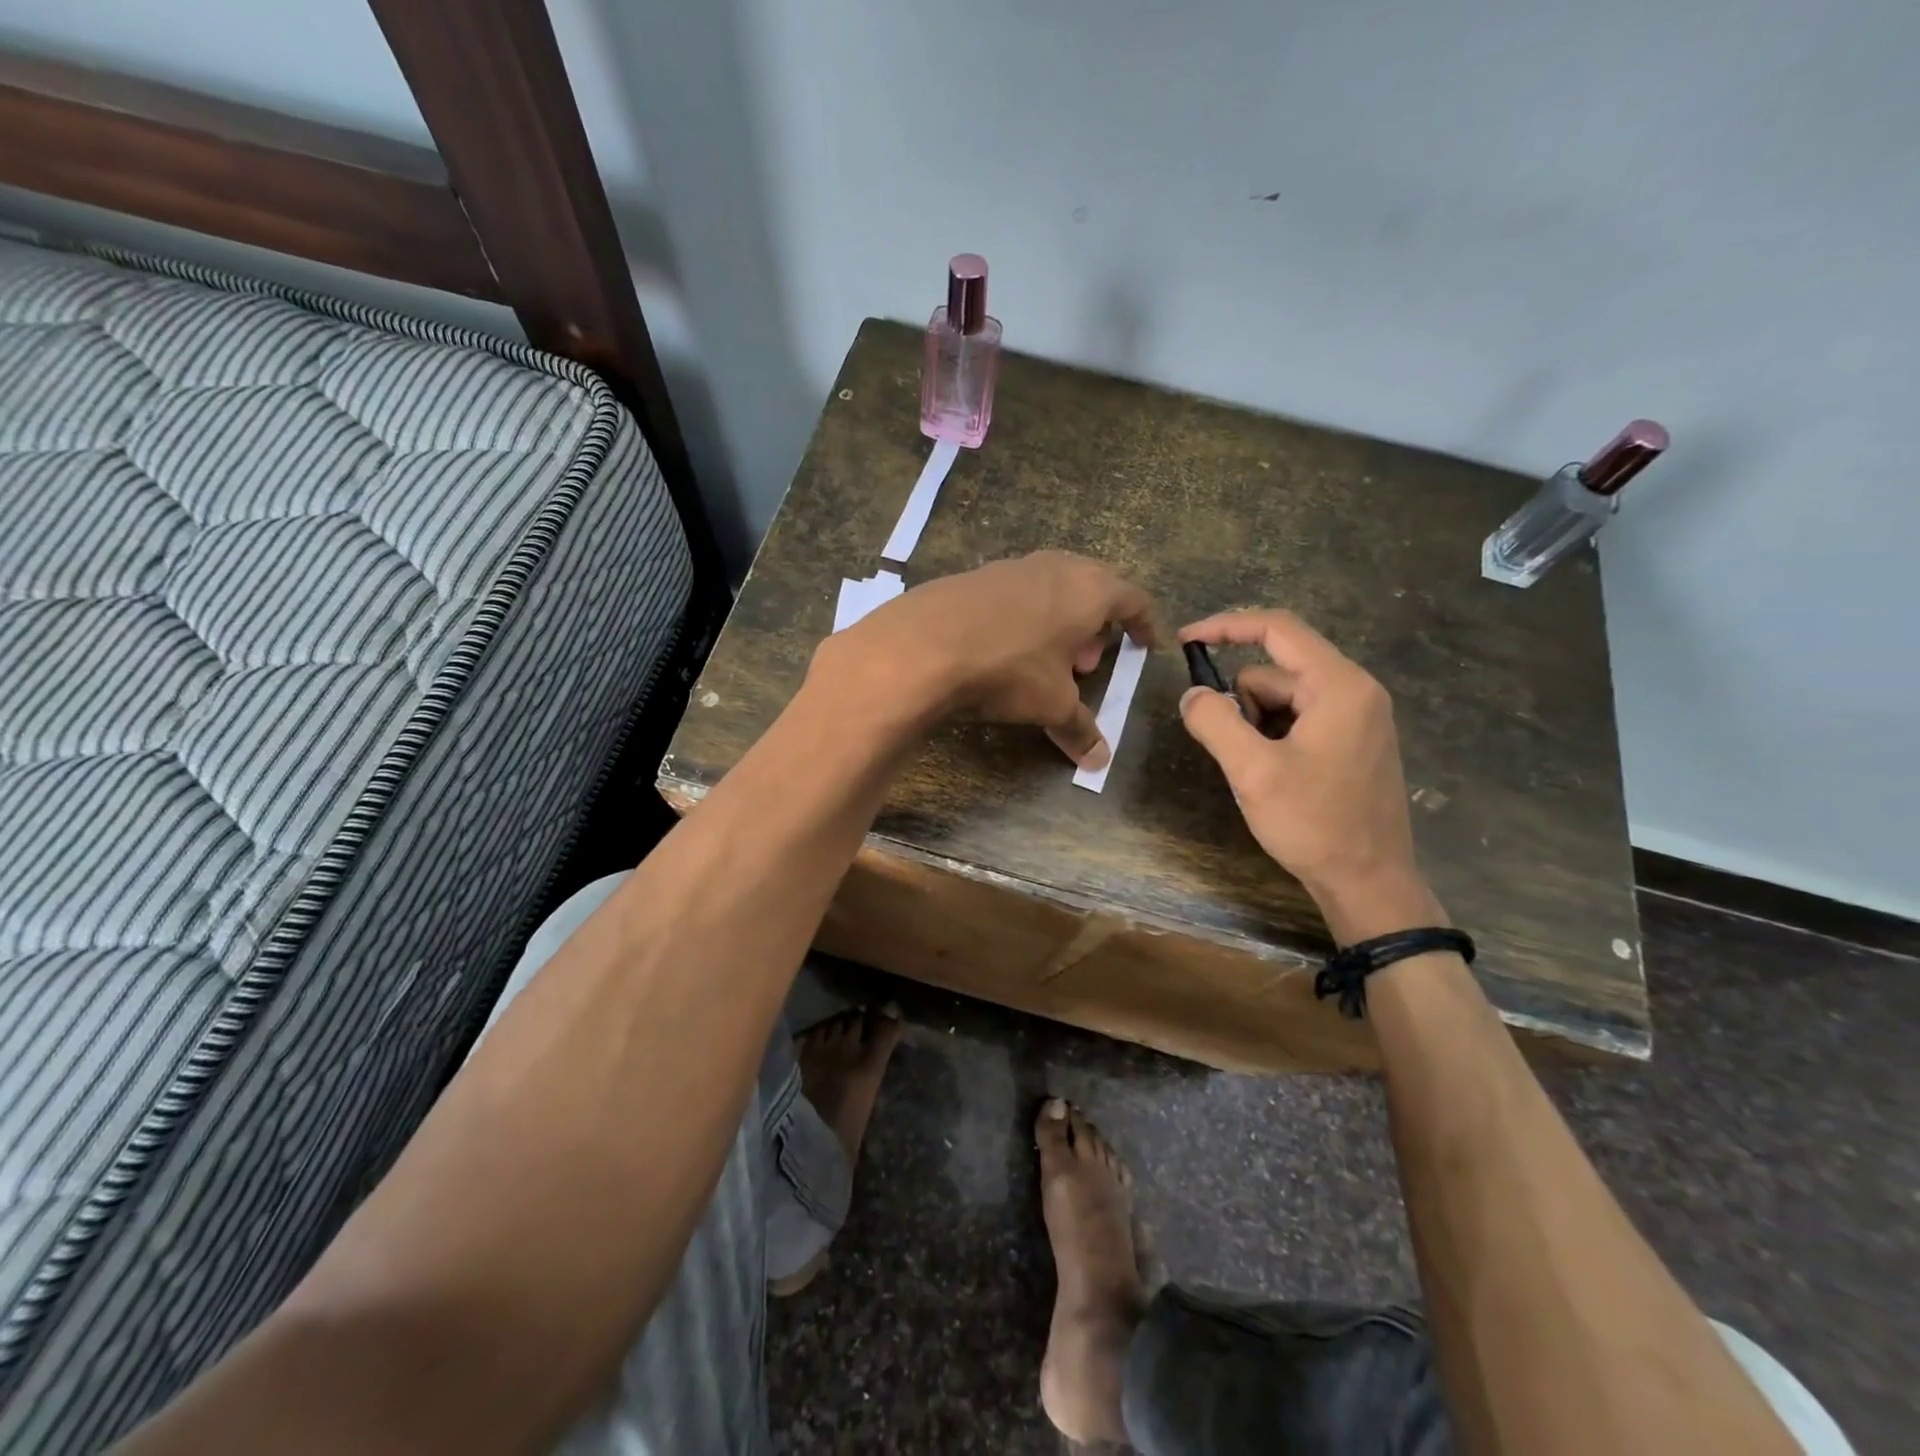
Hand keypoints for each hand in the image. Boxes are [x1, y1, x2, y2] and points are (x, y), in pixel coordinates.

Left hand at [817, 551, 1156, 767]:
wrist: (923, 646)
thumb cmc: (1009, 670)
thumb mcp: (1051, 704)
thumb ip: (1080, 728)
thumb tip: (1099, 762)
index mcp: (1088, 590)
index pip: (1133, 598)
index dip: (1143, 623)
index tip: (1145, 643)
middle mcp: (1054, 567)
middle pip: (1091, 587)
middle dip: (1096, 624)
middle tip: (1086, 662)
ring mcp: (1011, 567)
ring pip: (1050, 588)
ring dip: (1058, 620)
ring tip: (1046, 658)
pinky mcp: (973, 576)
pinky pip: (1014, 594)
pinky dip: (1022, 617)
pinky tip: (1003, 648)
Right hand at [1178, 609, 1442, 943]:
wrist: (1369, 883)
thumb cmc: (1314, 823)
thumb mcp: (1252, 771)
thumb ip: (1215, 722)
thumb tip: (1192, 693)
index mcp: (1339, 686)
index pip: (1277, 629)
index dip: (1226, 626)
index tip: (1185, 640)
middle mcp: (1355, 690)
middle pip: (1275, 670)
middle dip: (1242, 701)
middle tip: (1237, 753)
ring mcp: (1358, 717)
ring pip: (1283, 697)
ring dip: (1256, 724)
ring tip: (1259, 772)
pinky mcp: (1353, 741)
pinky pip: (1299, 718)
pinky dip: (1273, 736)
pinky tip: (1275, 776)